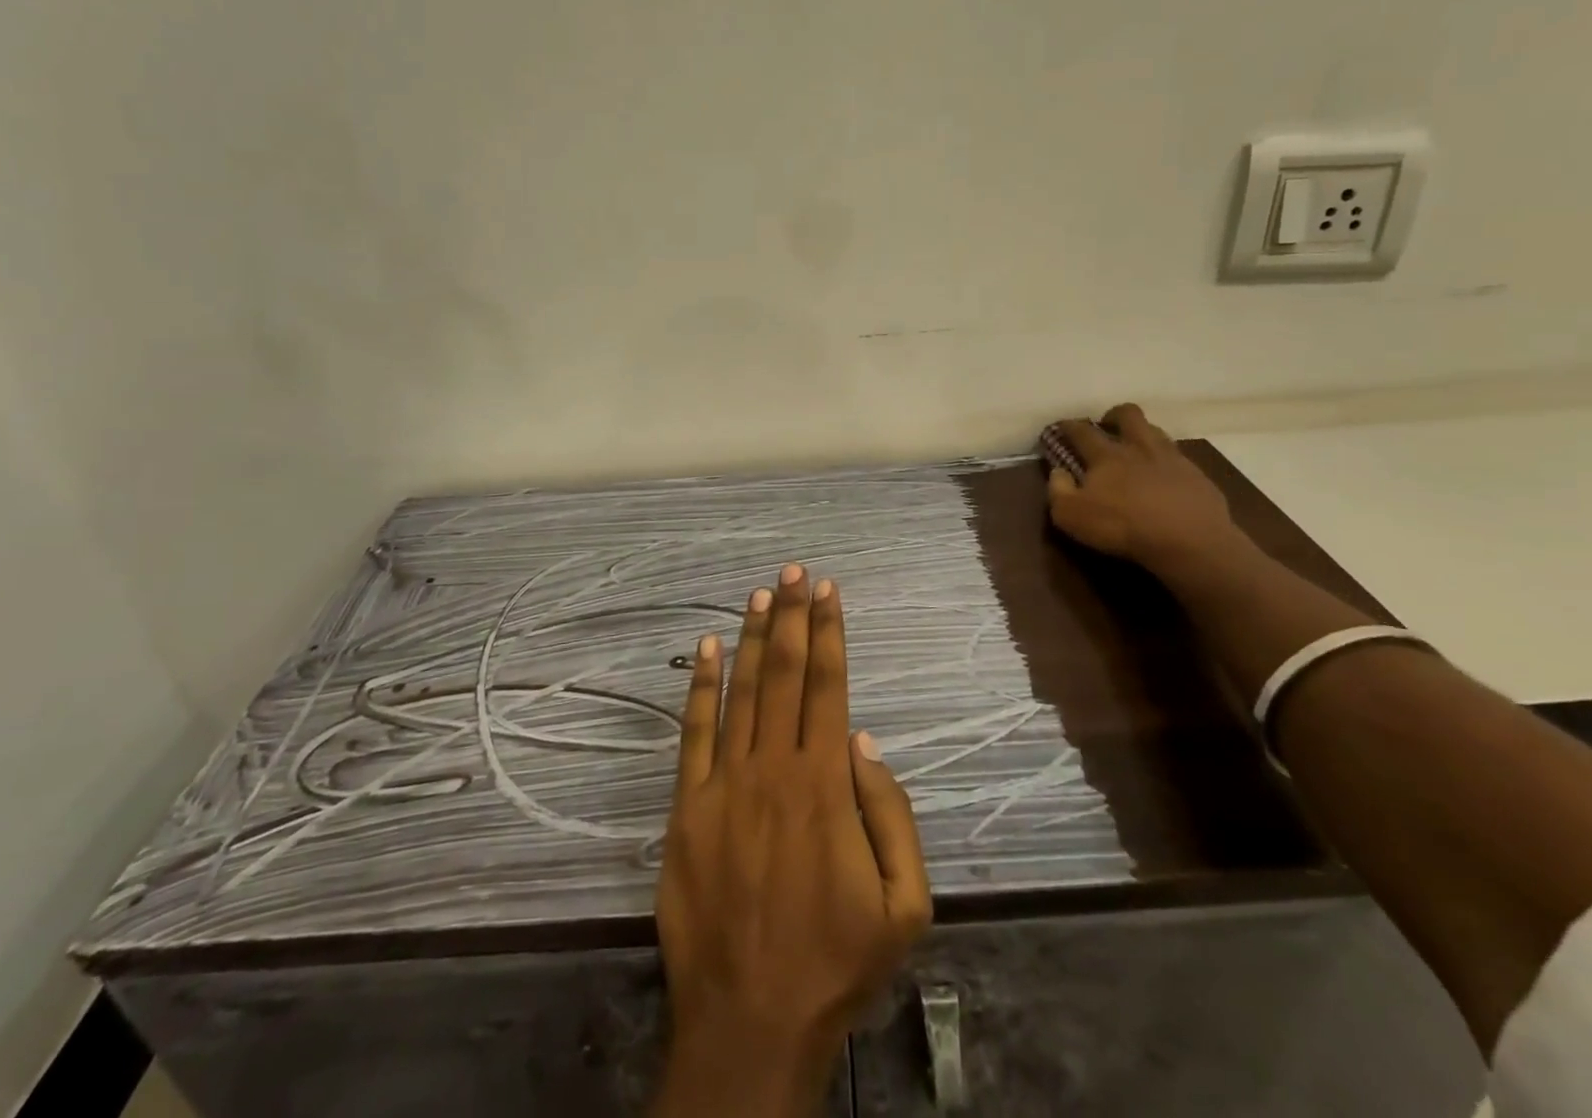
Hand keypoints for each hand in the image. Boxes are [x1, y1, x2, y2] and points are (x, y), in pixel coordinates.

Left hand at [652, 565, 931, 1117]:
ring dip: (751, 637)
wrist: (749, 1021)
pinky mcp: (686, 807)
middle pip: (784, 674)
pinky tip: (705, 647)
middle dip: (793, 616)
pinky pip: (693, 732)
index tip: (829, 590)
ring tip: (761, 593)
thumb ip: (892, 815)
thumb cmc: (835, 962)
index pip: (828, 687)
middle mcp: (773, 768)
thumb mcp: (904, 905)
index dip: (830, 633)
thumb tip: (864, 739)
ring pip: (740, 691)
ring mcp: (724, 784)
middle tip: (796, 570)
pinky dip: (699, 685)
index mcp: (824, 786)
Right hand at [1045, 404, 1246, 576]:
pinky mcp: (1198, 477)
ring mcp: (1173, 460)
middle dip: (1114, 415)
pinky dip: (1167, 463)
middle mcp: (1140, 448)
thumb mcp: (1071, 516)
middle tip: (1106, 427)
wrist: (1190, 542)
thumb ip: (1058, 490)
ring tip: (1136, 450)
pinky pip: (1179, 460)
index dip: (1068, 426)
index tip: (1060, 427)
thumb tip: (1058, 472)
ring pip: (1157, 432)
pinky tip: (1165, 479)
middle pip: (1129, 415)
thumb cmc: (1122, 527)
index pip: (1082, 431)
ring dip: (1143, 434)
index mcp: (1107, 455)